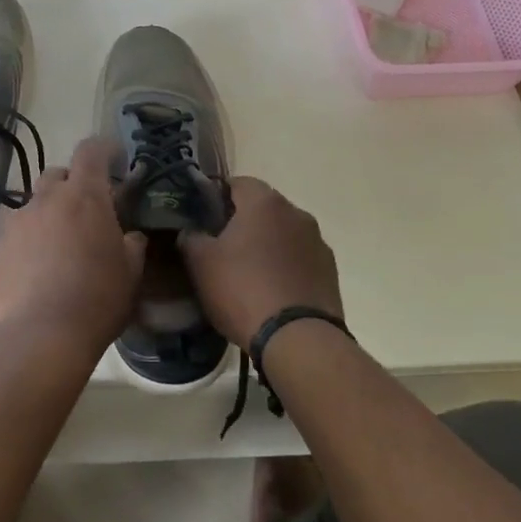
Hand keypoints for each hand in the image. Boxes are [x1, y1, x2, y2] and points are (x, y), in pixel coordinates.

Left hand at [0, 138, 146, 353]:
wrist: (40, 336)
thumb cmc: (97, 299)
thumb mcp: (131, 274)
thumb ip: (132, 245)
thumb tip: (131, 236)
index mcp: (85, 196)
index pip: (91, 151)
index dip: (104, 149)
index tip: (114, 158)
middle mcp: (46, 199)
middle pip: (58, 174)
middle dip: (72, 184)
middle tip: (86, 209)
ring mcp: (16, 222)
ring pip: (33, 203)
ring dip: (47, 212)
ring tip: (57, 241)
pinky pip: (14, 232)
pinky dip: (27, 239)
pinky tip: (34, 266)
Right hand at [179, 177, 342, 348]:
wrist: (298, 339)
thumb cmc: (243, 290)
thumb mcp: (201, 263)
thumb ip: (190, 237)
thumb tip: (191, 231)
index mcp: (264, 202)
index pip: (236, 183)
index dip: (216, 197)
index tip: (202, 219)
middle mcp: (296, 213)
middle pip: (262, 208)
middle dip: (241, 222)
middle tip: (220, 248)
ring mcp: (318, 242)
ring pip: (282, 234)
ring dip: (266, 245)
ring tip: (247, 274)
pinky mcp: (330, 271)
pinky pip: (299, 259)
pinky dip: (284, 267)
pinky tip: (271, 291)